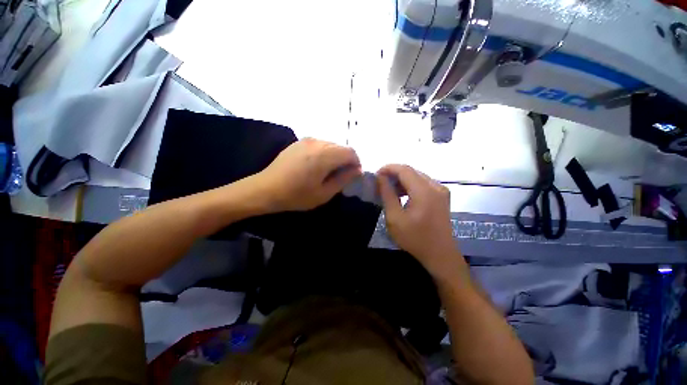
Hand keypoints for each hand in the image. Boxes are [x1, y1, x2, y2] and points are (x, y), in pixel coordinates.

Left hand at [257, 138, 361, 211]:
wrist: (266, 189)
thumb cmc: (296, 195)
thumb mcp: (324, 193)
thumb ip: (343, 179)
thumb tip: (357, 170)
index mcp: (325, 155)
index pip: (350, 152)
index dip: (356, 163)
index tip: (352, 175)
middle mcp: (317, 142)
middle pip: (341, 147)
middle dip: (345, 160)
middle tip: (340, 176)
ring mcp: (307, 140)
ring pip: (331, 145)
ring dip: (335, 156)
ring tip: (327, 172)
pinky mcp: (299, 142)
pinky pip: (320, 144)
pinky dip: (324, 153)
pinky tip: (316, 166)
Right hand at [377, 164, 461, 277]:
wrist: (440, 255)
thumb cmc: (414, 238)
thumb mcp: (395, 218)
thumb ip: (387, 195)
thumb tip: (380, 178)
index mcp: (424, 191)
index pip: (404, 170)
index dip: (388, 168)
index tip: (376, 175)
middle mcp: (435, 186)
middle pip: (411, 171)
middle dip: (394, 174)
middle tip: (380, 184)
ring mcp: (441, 191)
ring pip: (417, 176)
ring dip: (402, 180)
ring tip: (389, 190)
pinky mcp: (442, 196)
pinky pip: (423, 184)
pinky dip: (410, 186)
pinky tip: (403, 195)